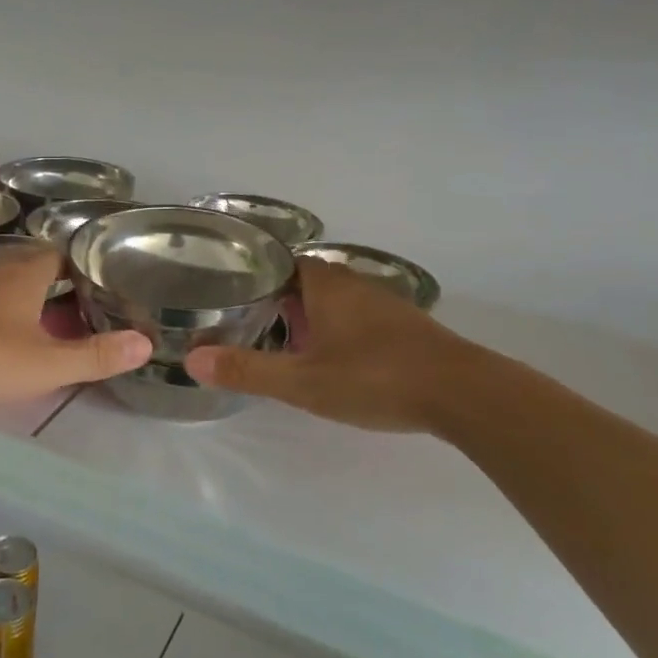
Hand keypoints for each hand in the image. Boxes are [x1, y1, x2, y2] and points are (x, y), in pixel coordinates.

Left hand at [0, 249, 149, 410]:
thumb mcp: (45, 364)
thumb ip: (95, 356)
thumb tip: (146, 343)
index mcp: (27, 271)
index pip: (63, 253)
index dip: (85, 267)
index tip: (105, 285)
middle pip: (37, 266)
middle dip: (60, 285)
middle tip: (85, 310)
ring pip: (9, 283)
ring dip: (30, 299)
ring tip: (51, 326)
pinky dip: (3, 312)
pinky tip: (5, 338)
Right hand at [184, 262, 496, 433]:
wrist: (464, 394)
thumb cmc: (375, 377)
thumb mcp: (303, 381)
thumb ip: (248, 371)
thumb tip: (193, 360)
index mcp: (325, 285)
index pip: (283, 263)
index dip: (258, 274)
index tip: (234, 292)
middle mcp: (353, 284)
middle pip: (307, 281)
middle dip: (282, 300)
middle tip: (253, 323)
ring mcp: (384, 304)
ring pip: (335, 301)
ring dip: (312, 317)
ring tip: (289, 344)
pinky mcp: (407, 327)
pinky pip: (360, 318)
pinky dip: (341, 330)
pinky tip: (337, 360)